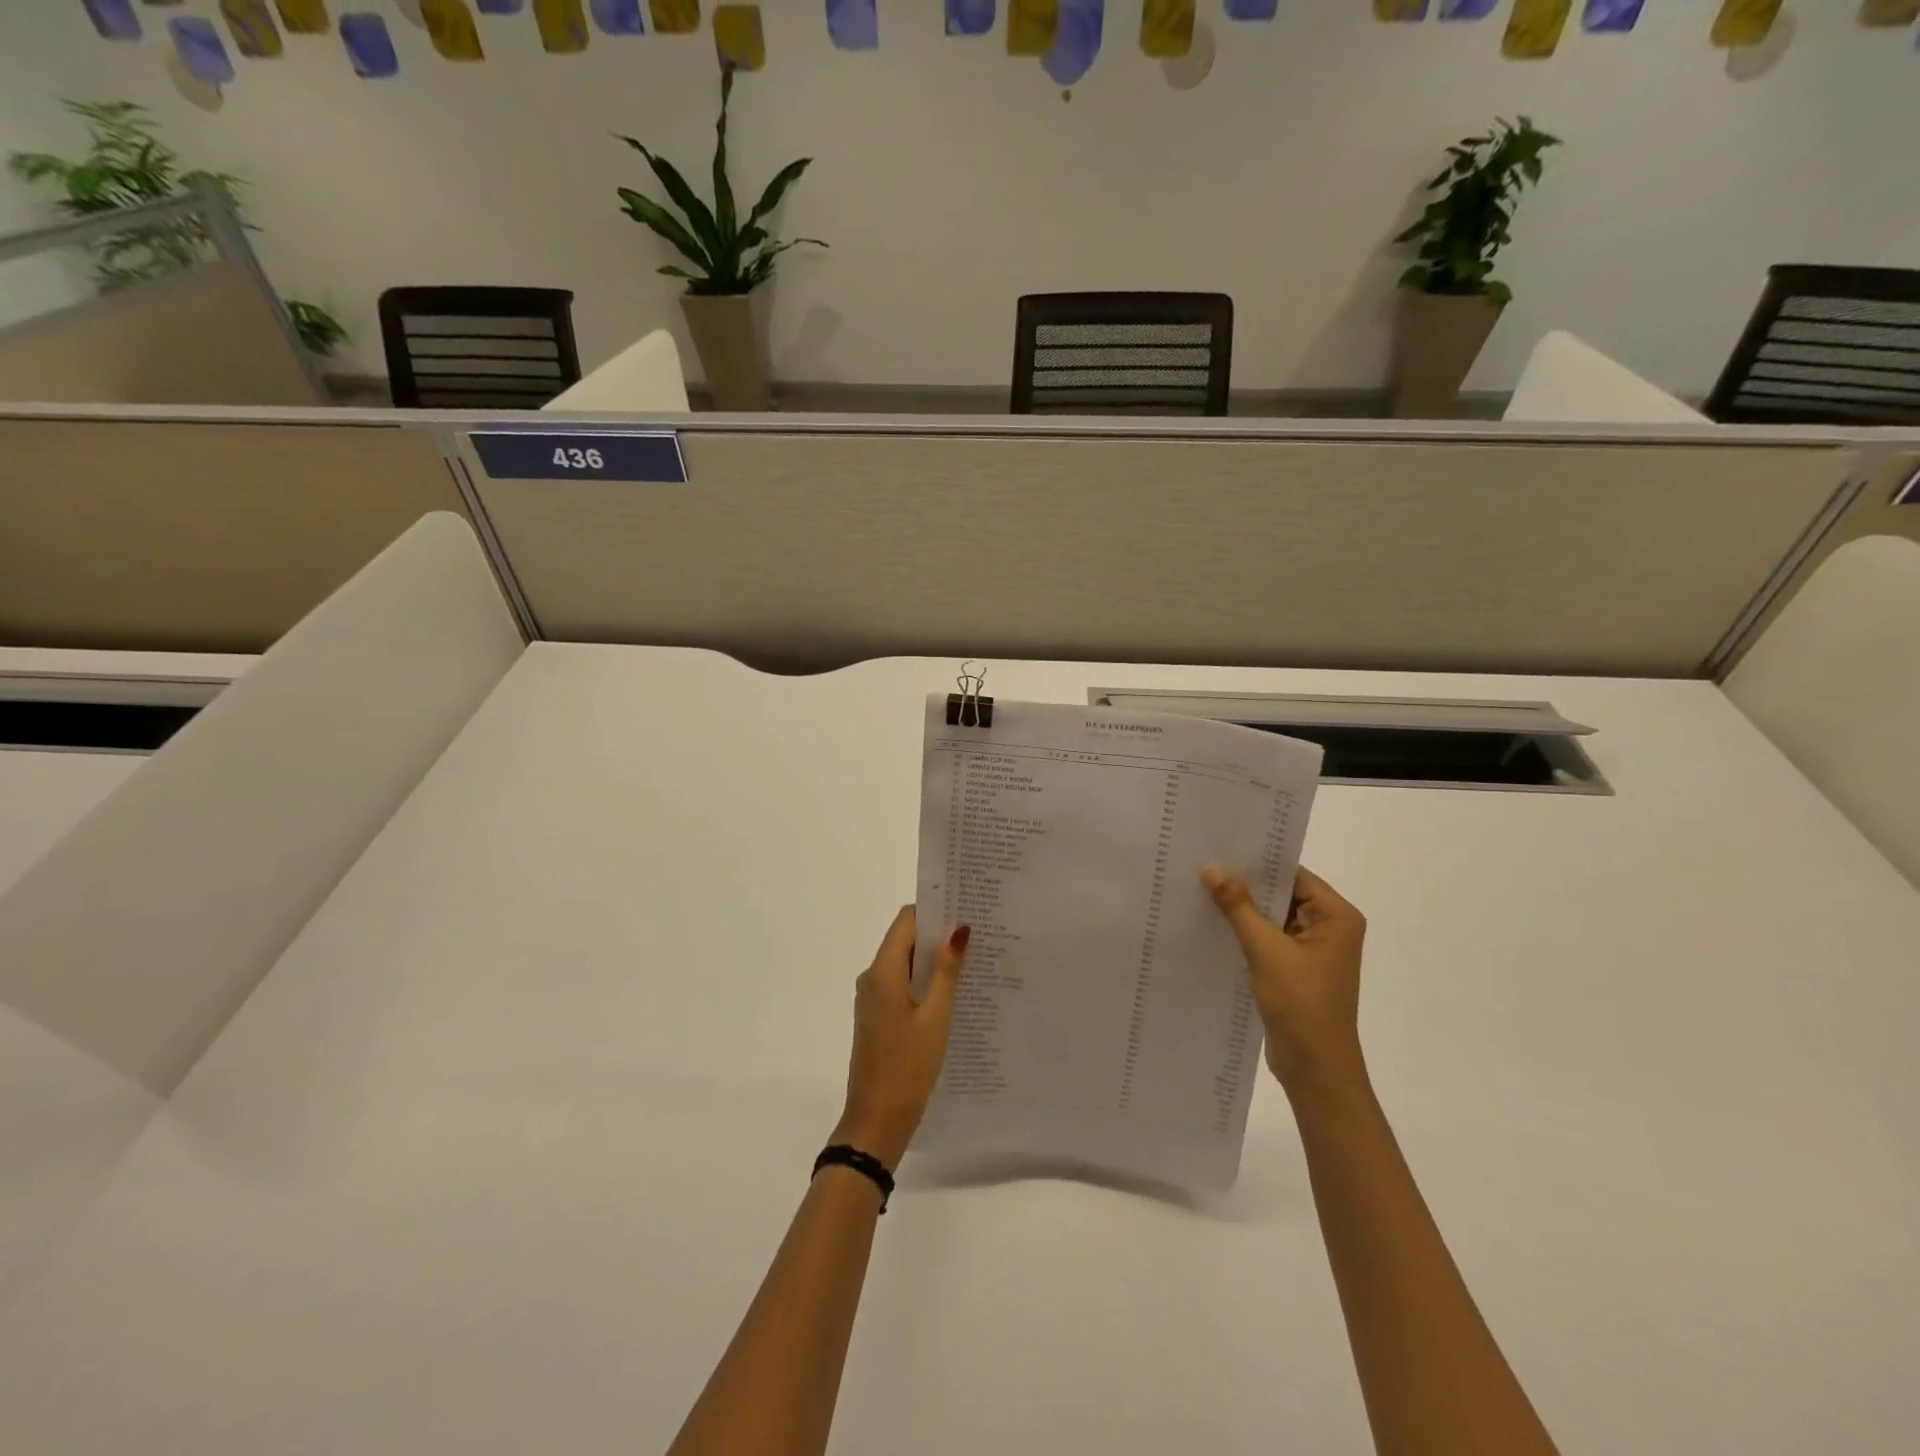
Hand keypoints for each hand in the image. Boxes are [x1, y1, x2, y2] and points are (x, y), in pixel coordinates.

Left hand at [832, 907, 970, 1168]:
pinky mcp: (877, 1016)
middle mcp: (873, 977)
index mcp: (883, 971)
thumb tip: (958, 929)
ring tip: (973, 960)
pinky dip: (924, 982)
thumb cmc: (908, 1067)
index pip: (906, 921)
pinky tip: (953, 992)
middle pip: (905, 940)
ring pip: (905, 963)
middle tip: (978, 934)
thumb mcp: (935, 1018)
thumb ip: (946, 972)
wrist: (875, 1122)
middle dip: (938, 935)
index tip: (965, 909)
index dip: (933, 911)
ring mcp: (872, 998)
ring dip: (933, 961)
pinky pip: (901, 985)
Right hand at [1202, 864, 1367, 1100]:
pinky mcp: (1296, 967)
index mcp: (1336, 916)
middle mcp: (1330, 926)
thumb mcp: (1265, 949)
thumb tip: (1212, 868)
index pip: (1293, 874)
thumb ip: (1238, 906)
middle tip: (1202, 865)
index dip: (1257, 862)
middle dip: (1245, 883)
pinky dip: (1245, 930)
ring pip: (1272, 915)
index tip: (1219, 849)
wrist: (1315, 1068)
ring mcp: (1313, 948)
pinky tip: (1213, 922)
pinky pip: (1269, 937)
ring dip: (1243, 908)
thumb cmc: (1300, 1003)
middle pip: (1282, 892)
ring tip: (1200, 888)